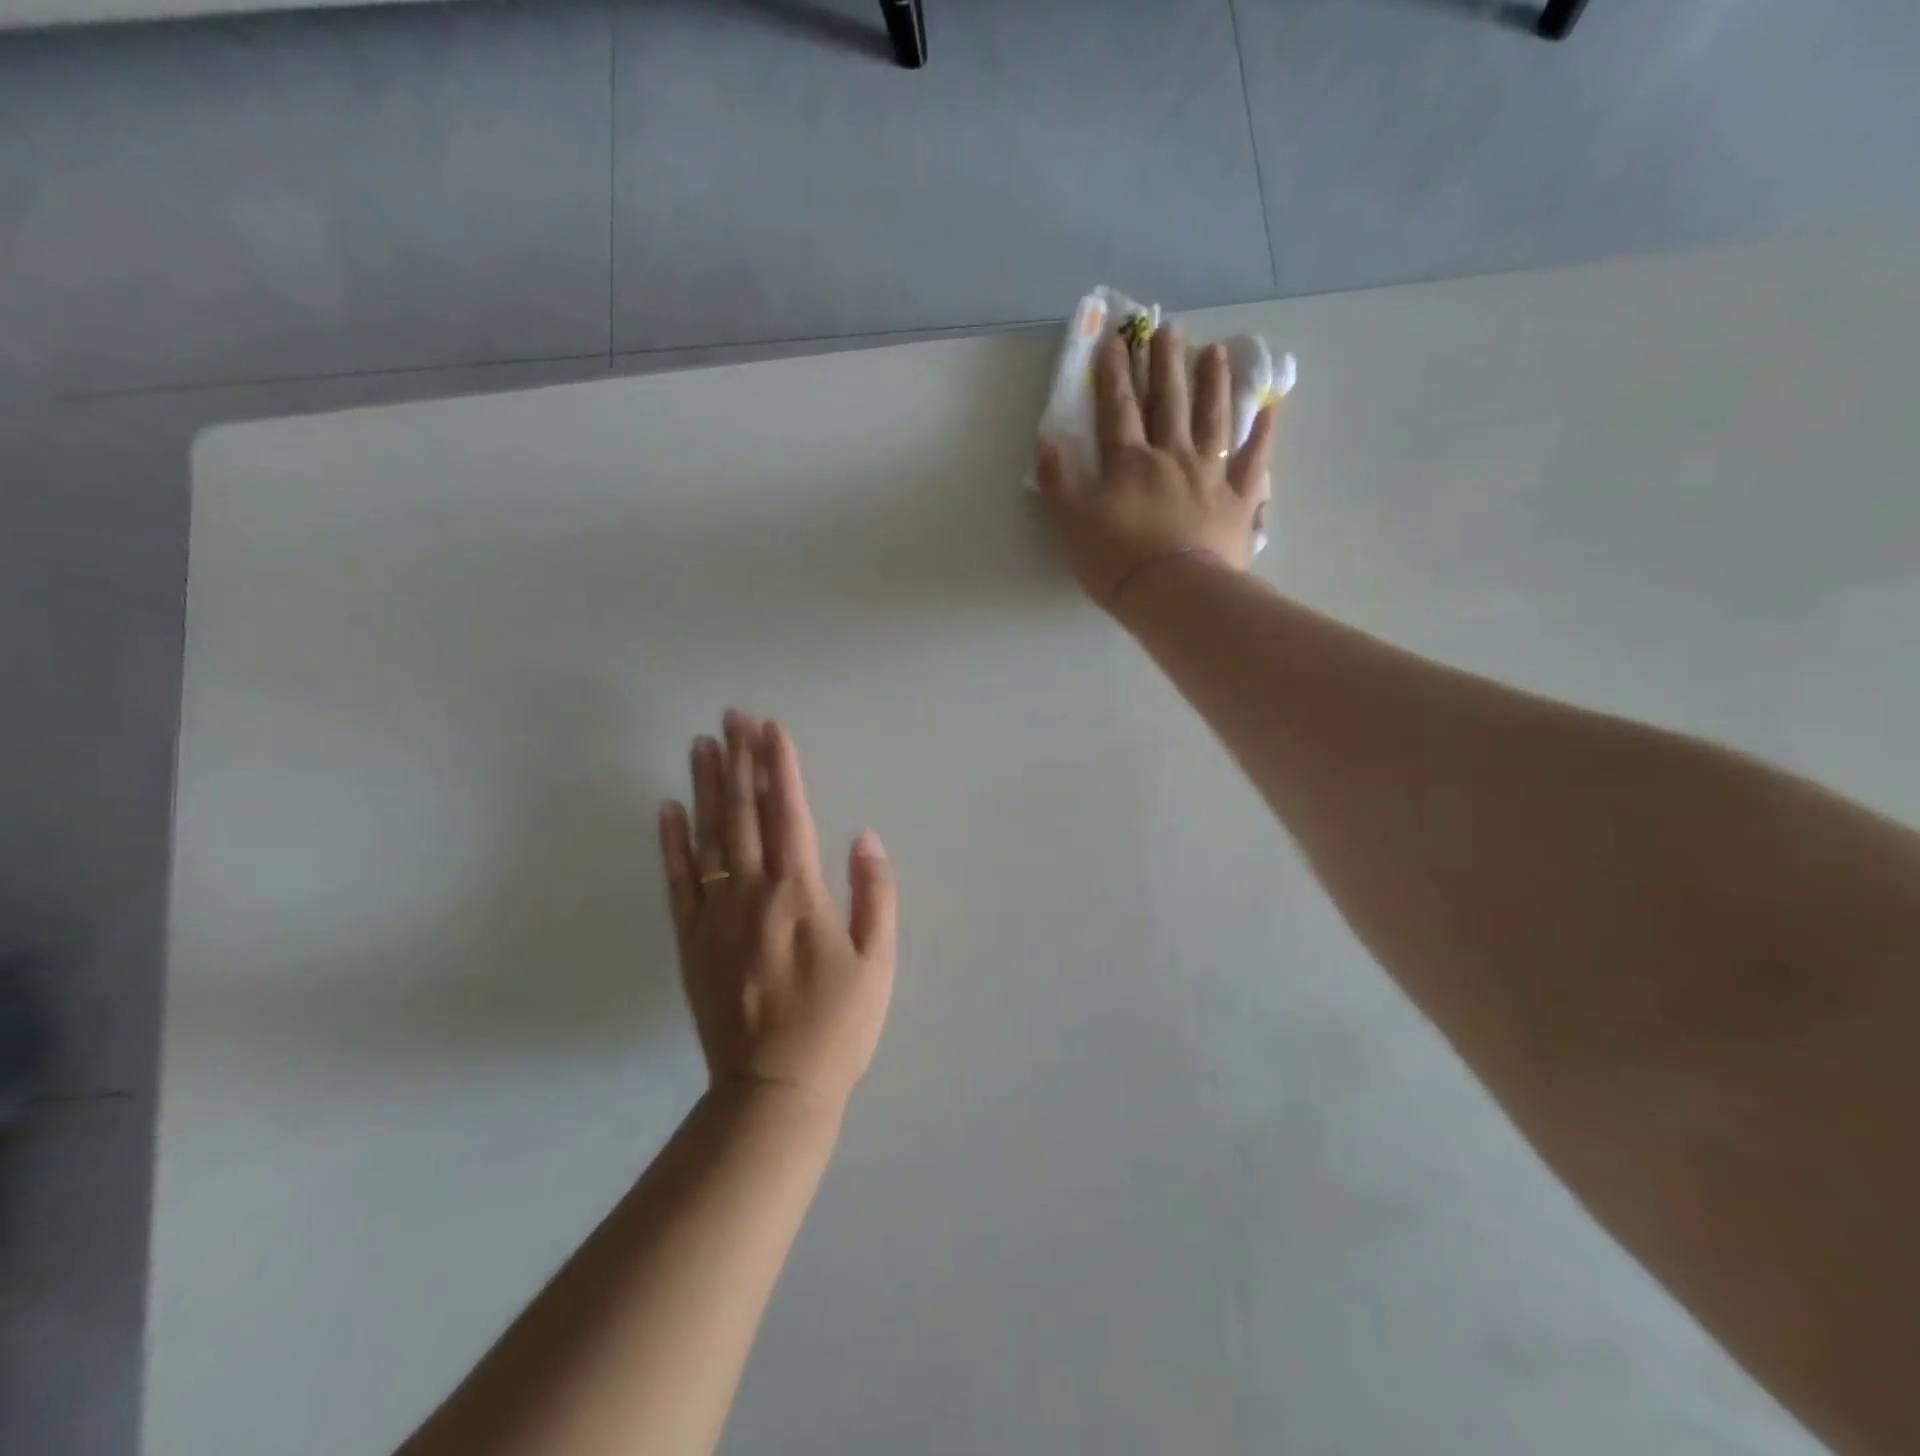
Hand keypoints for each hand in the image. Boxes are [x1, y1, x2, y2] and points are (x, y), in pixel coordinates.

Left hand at [658, 711, 896, 1110]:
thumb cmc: (837, 1025)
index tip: (771, 726)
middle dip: (740, 760)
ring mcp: (715, 916)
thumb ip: (874, 894)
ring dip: (707, 787)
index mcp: (799, 895)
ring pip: (708, 838)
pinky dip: (670, 843)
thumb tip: (864, 836)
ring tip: (702, 744)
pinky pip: (676, 883)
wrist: (775, 1090)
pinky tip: (668, 809)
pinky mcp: (691, 942)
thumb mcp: (877, 962)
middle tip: (731, 715)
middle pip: (745, 813)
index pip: (789, 813)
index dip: (780, 766)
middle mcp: (752, 894)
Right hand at [1036, 326, 1276, 608]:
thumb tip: (1046, 439)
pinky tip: (1270, 406)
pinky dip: (1263, 432)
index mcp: (1130, 463)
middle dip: (1164, 364)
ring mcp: (1211, 475)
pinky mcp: (1239, 500)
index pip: (1117, 410)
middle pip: (1168, 403)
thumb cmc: (1117, 562)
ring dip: (1212, 382)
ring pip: (1212, 418)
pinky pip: (1254, 459)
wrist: (1175, 594)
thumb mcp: (1072, 524)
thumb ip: (1058, 480)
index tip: (1113, 339)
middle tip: (1168, 328)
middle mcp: (1172, 457)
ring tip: (1213, 350)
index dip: (1113, 374)